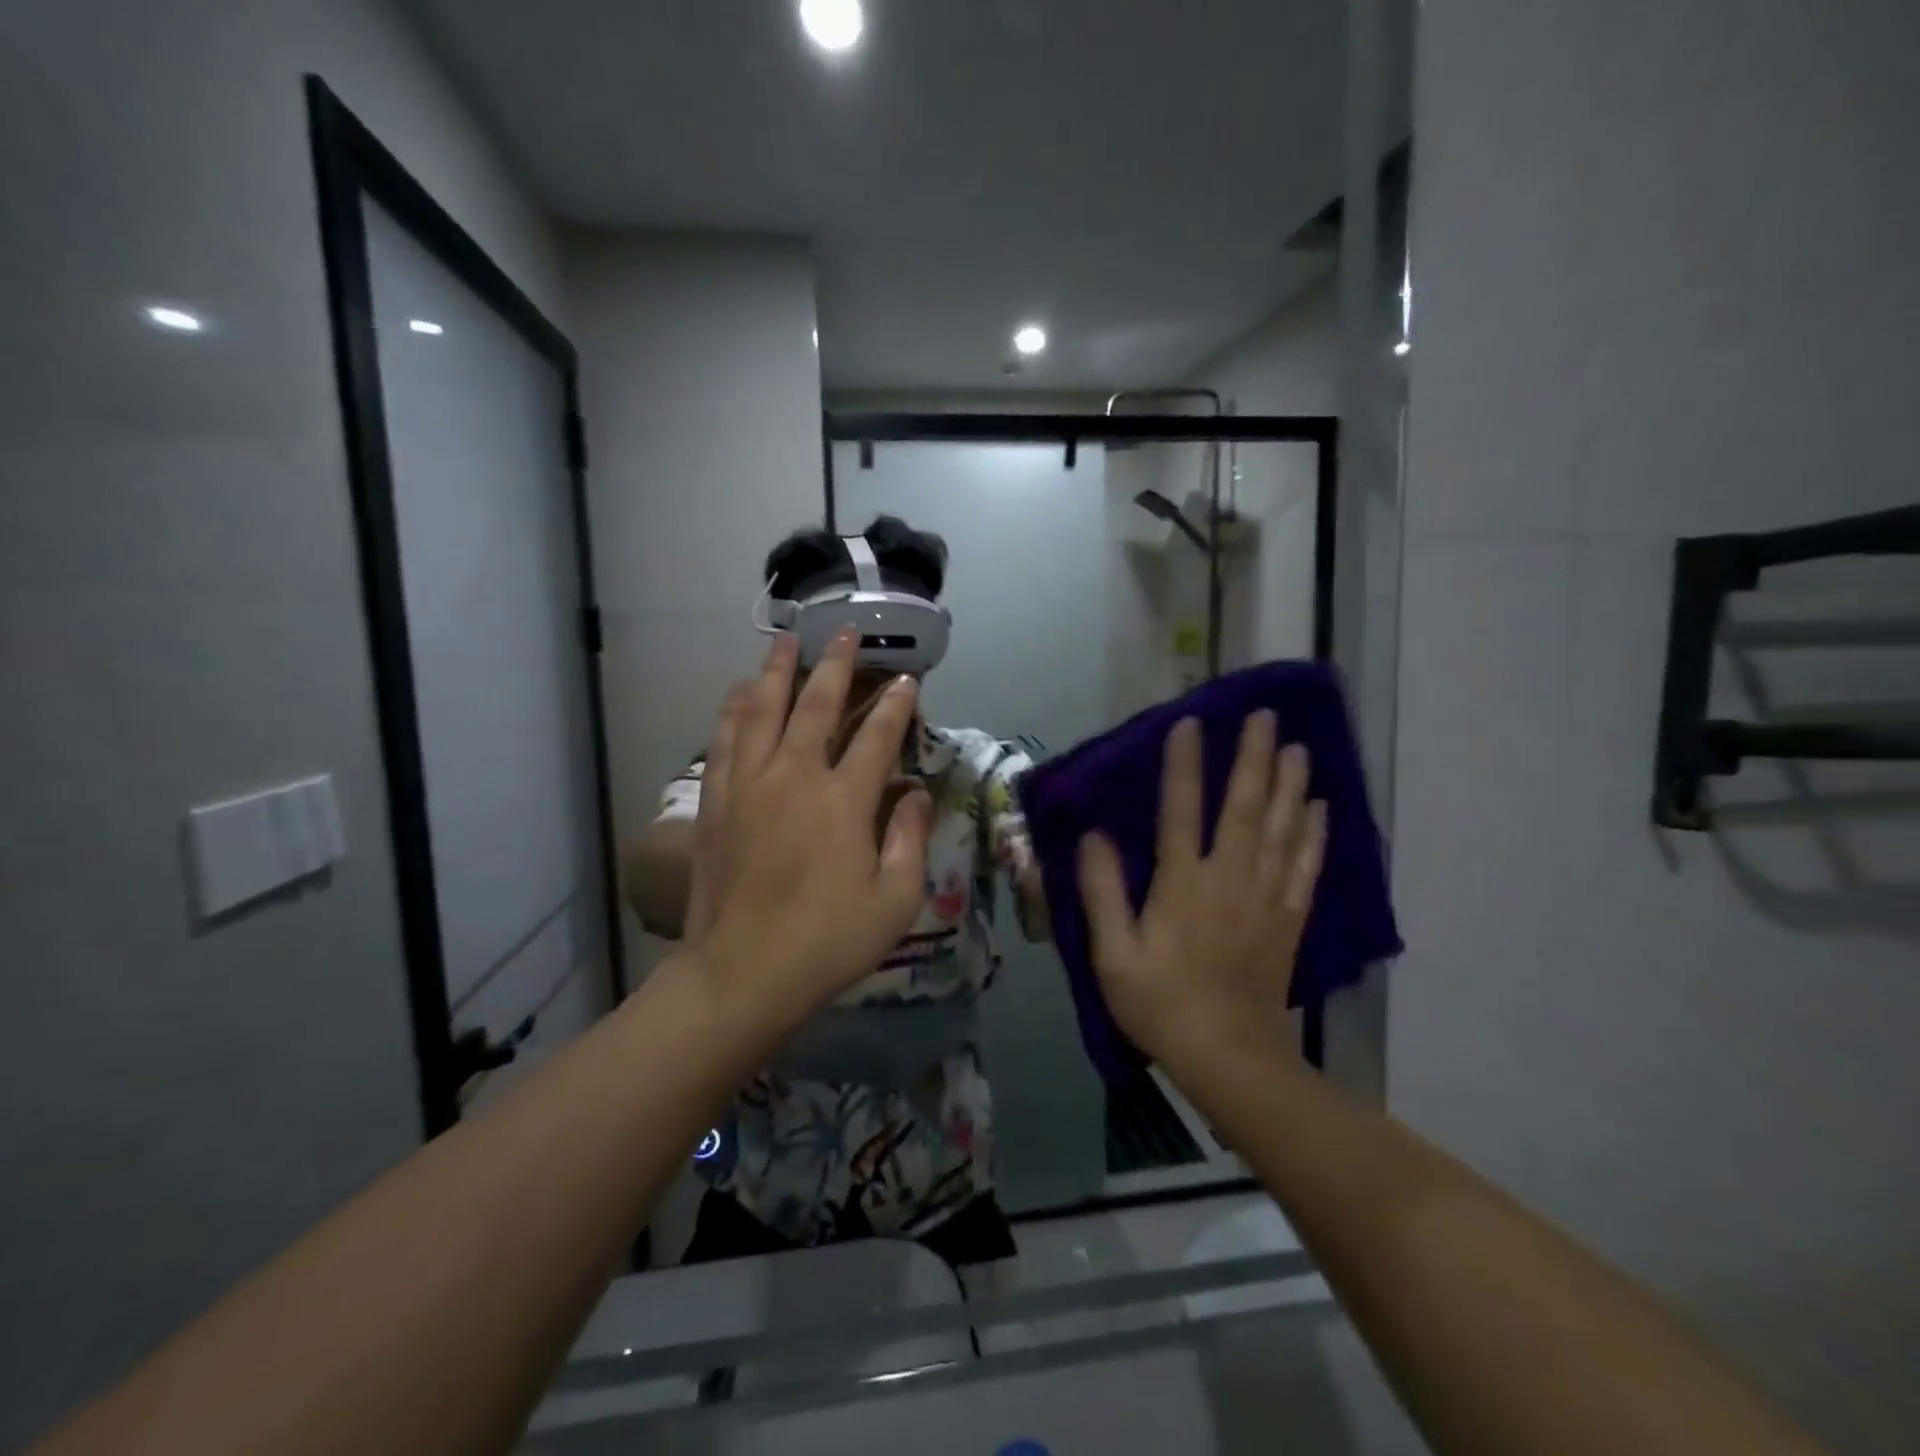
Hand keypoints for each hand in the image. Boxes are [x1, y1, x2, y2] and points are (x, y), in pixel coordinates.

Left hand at [683, 630, 933, 1032]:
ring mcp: (748, 785)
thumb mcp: (895, 900)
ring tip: (784, 641)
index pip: (876, 736)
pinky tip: (739, 694)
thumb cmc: (827, 941)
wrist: (739, 974)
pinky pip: (724, 740)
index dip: (896, 706)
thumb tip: (916, 794)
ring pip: (761, 710)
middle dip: (835, 665)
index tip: (907, 682)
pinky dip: (734, 710)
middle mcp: (794, 777)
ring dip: (776, 671)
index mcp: (843, 800)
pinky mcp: (715, 802)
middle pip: (815, 705)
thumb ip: (910, 838)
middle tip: (845, 633)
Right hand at [1077, 711, 1325, 1070]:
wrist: (1229, 1057)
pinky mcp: (1288, 919)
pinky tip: (1322, 809)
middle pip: (1246, 807)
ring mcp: (1266, 898)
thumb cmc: (1160, 1003)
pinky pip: (1307, 867)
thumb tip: (1094, 835)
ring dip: (1292, 785)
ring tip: (1300, 747)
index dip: (1184, 765)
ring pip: (1284, 829)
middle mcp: (1230, 879)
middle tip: (1266, 716)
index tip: (1190, 723)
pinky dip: (1316, 835)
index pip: (1181, 810)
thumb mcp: (1112, 953)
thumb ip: (1102, 891)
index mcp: (1183, 883)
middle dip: (1255, 758)